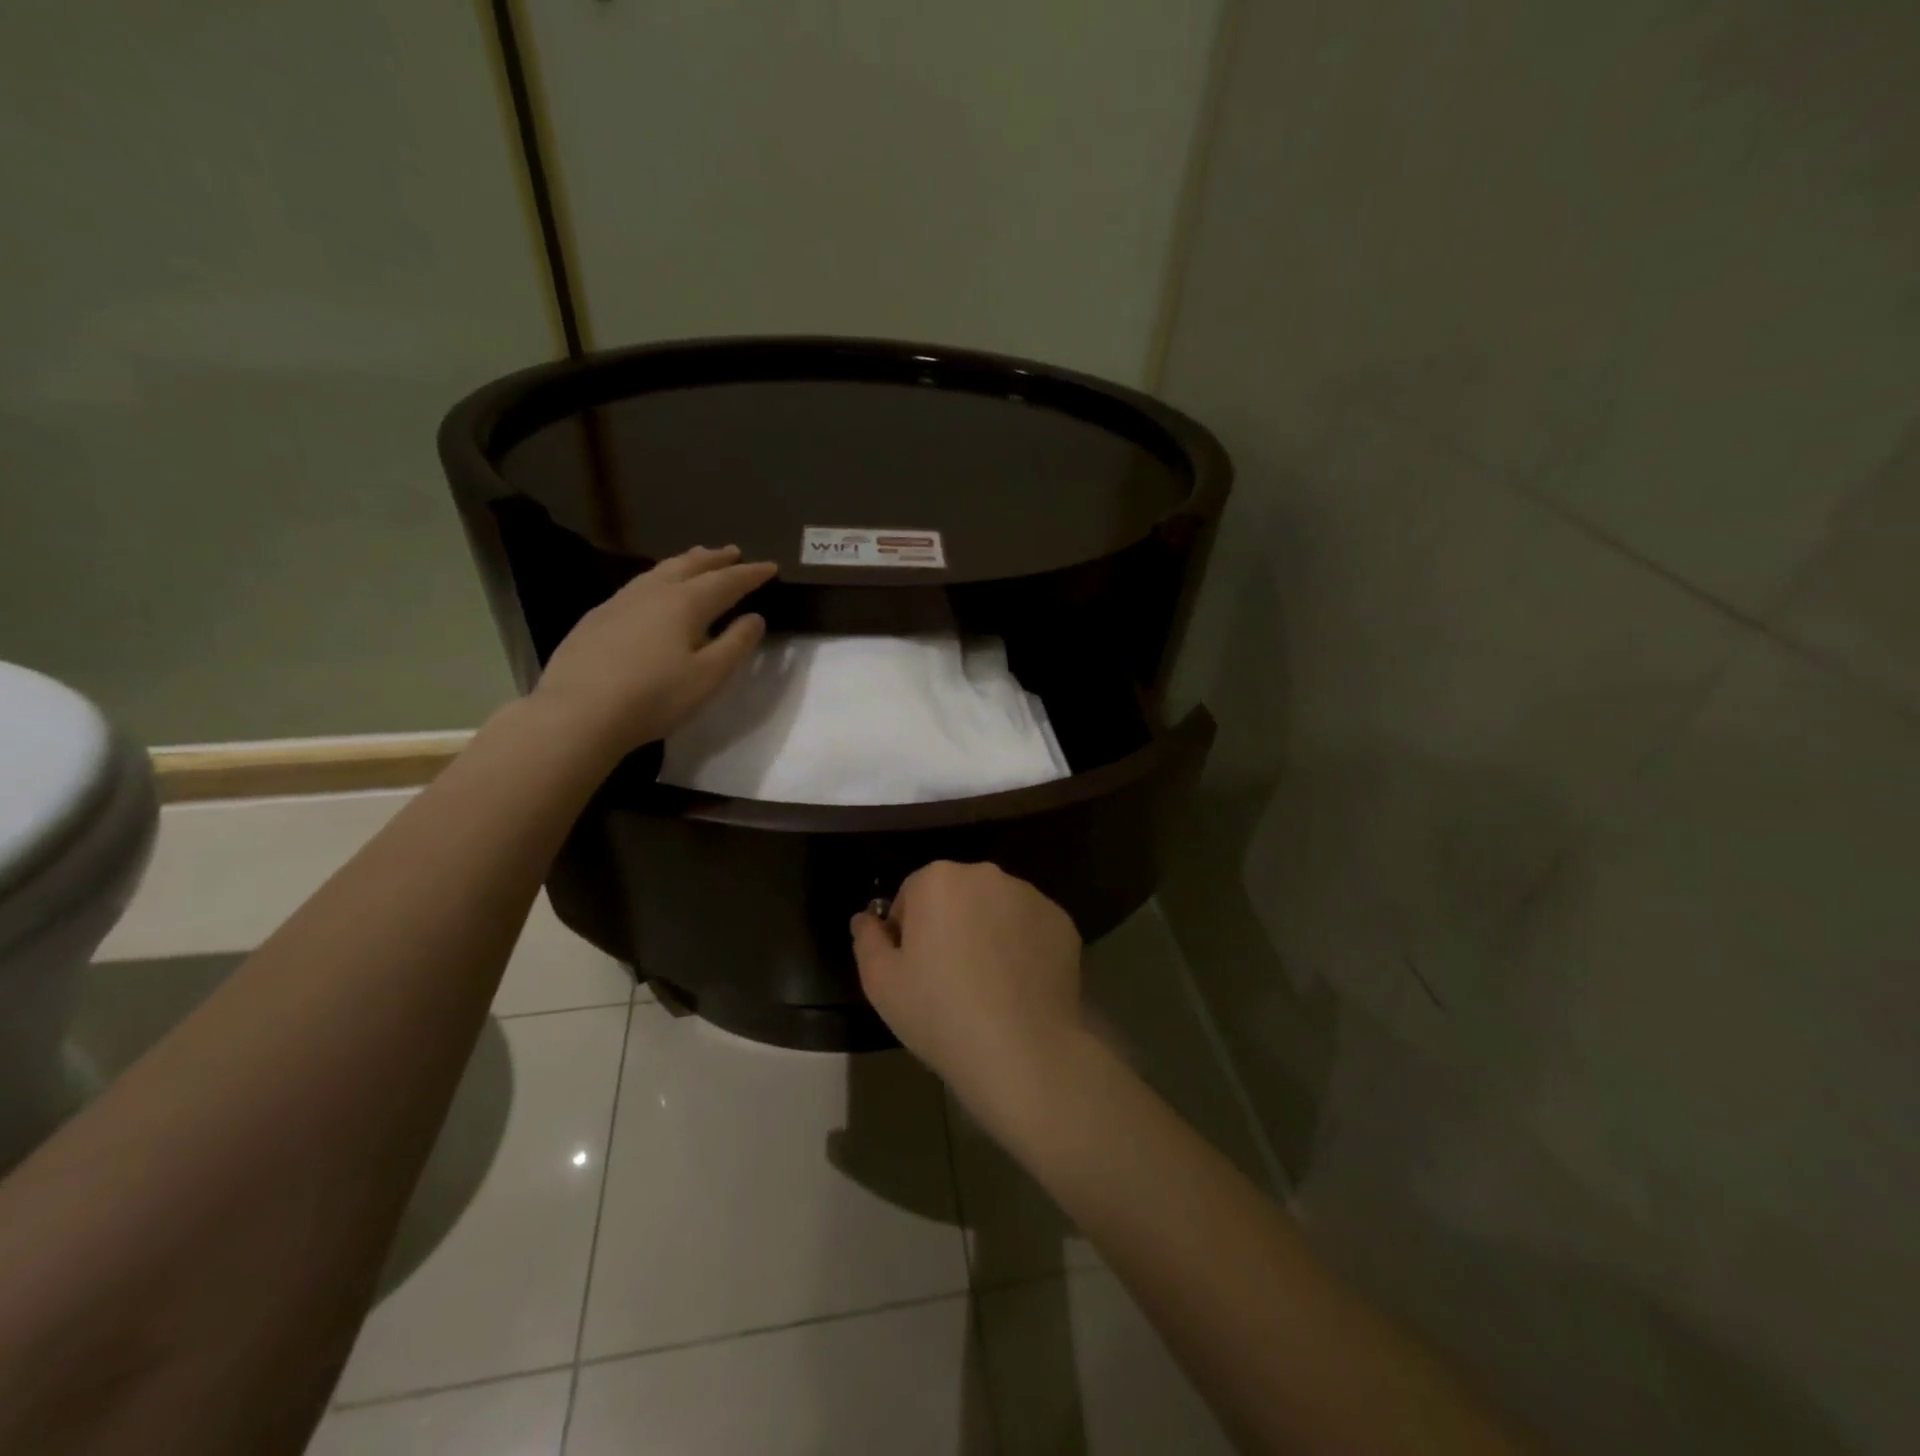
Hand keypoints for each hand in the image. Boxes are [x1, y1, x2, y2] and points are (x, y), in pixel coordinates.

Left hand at [532, 545, 776, 760]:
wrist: (578, 713)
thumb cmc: (654, 697)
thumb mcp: (708, 677)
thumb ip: (735, 644)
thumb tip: (755, 618)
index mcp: (685, 603)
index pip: (727, 581)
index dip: (751, 574)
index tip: (771, 567)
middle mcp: (653, 592)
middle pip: (690, 566)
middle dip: (715, 559)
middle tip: (734, 552)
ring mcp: (620, 602)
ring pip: (660, 571)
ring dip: (685, 563)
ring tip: (697, 560)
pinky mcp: (597, 618)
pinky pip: (638, 586)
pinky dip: (659, 579)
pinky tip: (654, 591)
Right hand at [850, 861, 1084, 1131]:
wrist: (1022, 1050)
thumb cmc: (940, 1012)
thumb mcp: (880, 982)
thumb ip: (867, 939)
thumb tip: (866, 917)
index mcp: (939, 879)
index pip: (912, 894)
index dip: (908, 931)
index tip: (914, 970)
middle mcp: (987, 874)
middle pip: (956, 895)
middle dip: (949, 924)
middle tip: (948, 977)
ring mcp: (1031, 896)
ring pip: (996, 908)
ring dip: (987, 932)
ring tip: (988, 985)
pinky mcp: (1063, 922)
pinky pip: (1030, 928)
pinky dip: (1022, 947)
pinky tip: (1019, 987)